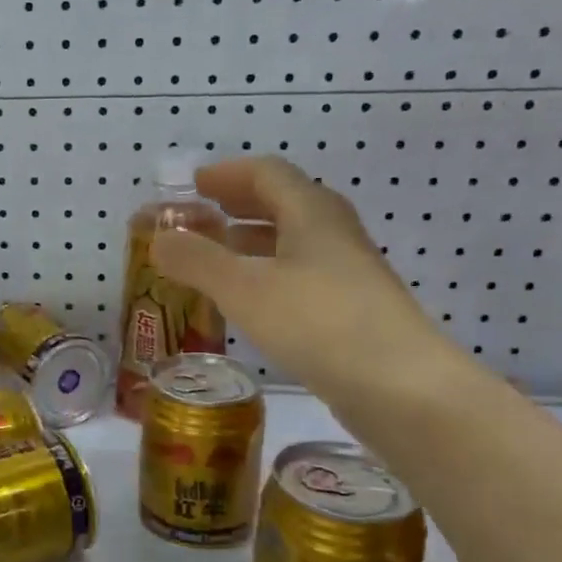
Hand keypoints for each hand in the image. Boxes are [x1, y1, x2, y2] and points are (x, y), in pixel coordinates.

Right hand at [150, 156, 445, 400]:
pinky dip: (267, 273)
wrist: (402, 387)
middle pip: (284, 202)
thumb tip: (159, 239)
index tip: (193, 184)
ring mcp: (347, 273)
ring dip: (252, 239)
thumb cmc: (319, 323)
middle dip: (239, 203)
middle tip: (202, 212)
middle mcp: (333, 234)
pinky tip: (251, 300)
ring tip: (217, 252)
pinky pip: (300, 274)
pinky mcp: (350, 310)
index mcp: (311, 213)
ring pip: (293, 241)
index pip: (267, 173)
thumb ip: (197, 261)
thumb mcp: (245, 289)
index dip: (227, 174)